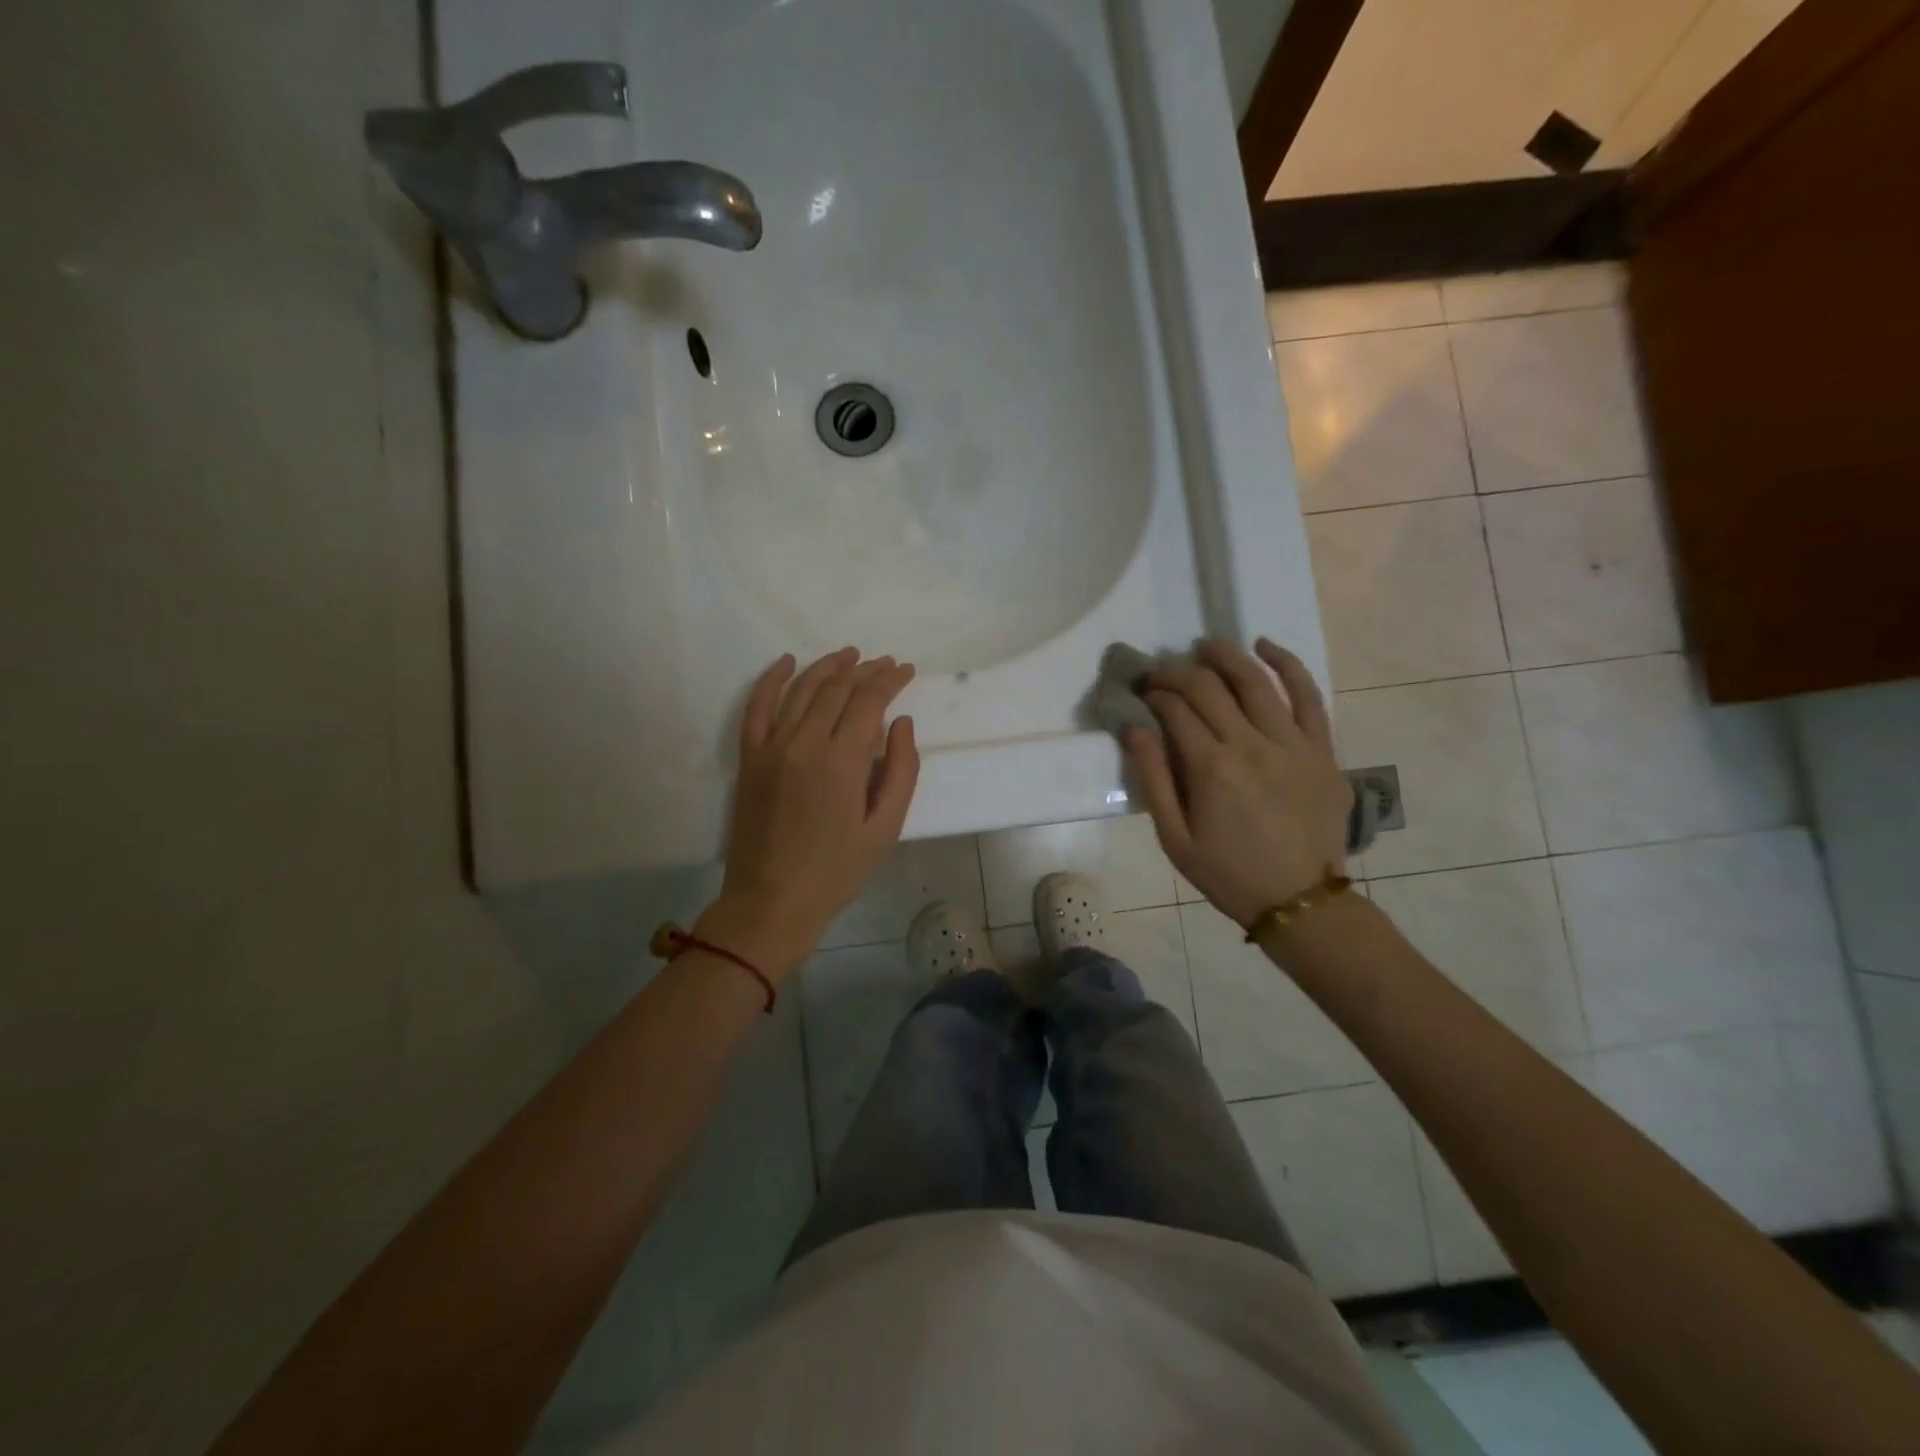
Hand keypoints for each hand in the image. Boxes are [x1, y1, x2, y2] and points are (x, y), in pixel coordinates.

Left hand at [706, 648, 919, 968]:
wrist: (771, 900)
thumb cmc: (837, 870)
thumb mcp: (885, 828)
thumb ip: (900, 771)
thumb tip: (902, 723)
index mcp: (842, 761)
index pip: (869, 701)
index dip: (890, 680)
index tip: (906, 670)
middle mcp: (804, 743)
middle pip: (836, 689)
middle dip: (864, 670)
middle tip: (884, 663)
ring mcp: (771, 748)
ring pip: (801, 690)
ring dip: (827, 667)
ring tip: (849, 655)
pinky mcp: (750, 758)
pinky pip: (757, 707)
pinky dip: (771, 679)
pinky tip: (786, 662)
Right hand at [1126, 638, 1349, 928]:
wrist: (1300, 901)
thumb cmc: (1228, 874)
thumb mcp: (1174, 839)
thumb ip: (1153, 780)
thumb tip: (1134, 728)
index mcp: (1211, 769)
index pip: (1176, 710)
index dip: (1155, 694)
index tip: (1143, 694)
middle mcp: (1252, 745)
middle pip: (1209, 688)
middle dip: (1178, 674)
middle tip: (1161, 675)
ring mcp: (1293, 743)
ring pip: (1256, 681)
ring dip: (1225, 656)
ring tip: (1205, 647)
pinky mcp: (1321, 749)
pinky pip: (1308, 695)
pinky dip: (1287, 665)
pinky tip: (1265, 647)